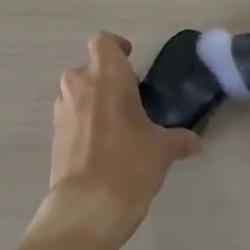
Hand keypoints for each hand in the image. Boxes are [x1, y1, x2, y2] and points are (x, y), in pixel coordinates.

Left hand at [41, 32, 202, 244]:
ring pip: (78, 92)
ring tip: (118, 126)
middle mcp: (78, 84)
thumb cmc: (129, 164)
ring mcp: (62, 110)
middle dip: (108, 79)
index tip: (131, 63)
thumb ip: (179, 139)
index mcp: (106, 75)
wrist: (87, 207)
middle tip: (131, 100)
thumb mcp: (162, 150)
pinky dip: (85, 123)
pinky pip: (72, 117)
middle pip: (90, 68)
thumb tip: (195, 142)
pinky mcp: (54, 135)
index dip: (117, 48)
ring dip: (94, 101)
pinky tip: (104, 147)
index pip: (103, 42)